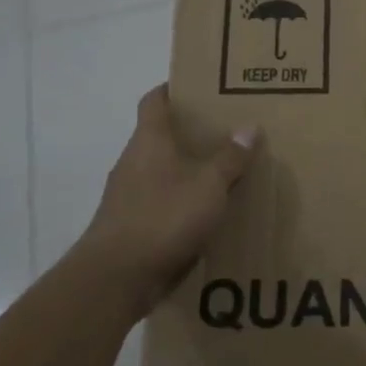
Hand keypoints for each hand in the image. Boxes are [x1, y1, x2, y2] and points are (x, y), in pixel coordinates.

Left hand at [72, 85, 257, 318]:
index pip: (154, 100)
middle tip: (227, 130)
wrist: (116, 278)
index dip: (174, 88)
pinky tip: (207, 213)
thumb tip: (249, 127)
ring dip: (188, 170)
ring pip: (162, 171)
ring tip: (224, 172)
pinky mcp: (131, 226)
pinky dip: (181, 201)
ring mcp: (128, 195)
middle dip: (191, 132)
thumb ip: (230, 158)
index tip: (200, 86)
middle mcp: (134, 161)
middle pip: (161, 136)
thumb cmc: (163, 217)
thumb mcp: (209, 185)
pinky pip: (161, 202)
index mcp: (149, 140)